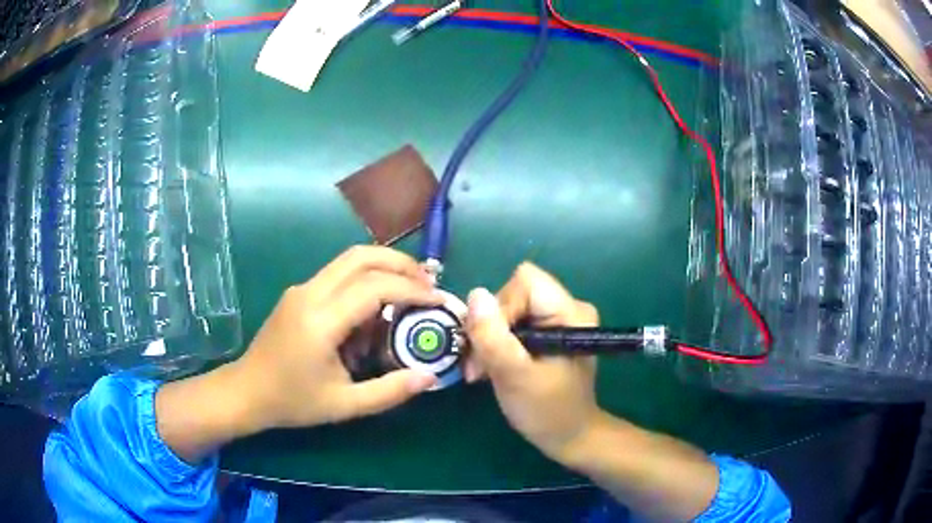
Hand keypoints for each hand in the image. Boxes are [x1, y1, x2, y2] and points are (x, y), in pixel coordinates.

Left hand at [156, 246, 441, 461]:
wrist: (247, 391)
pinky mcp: (299, 293)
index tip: (437, 300)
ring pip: (349, 260)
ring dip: (384, 266)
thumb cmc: (292, 401)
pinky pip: (338, 275)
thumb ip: (389, 392)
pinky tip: (377, 307)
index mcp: (320, 321)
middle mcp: (309, 294)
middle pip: (361, 256)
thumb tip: (429, 377)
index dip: (411, 289)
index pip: (373, 287)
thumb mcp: (344, 405)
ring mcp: (301, 289)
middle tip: (429, 283)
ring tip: (411, 288)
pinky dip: (366, 279)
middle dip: (401, 263)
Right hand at [464, 263, 601, 462]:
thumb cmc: (547, 411)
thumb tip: (474, 294)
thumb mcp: (515, 376)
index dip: (501, 308)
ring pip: (508, 309)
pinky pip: (513, 323)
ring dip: (489, 339)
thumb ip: (493, 337)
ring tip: (481, 371)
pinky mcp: (548, 333)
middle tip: (479, 366)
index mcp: (570, 313)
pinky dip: (497, 344)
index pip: (524, 282)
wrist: (568, 436)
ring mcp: (558, 320)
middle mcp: (567, 308)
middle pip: (513, 294)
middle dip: (490, 328)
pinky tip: (492, 368)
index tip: (492, 346)